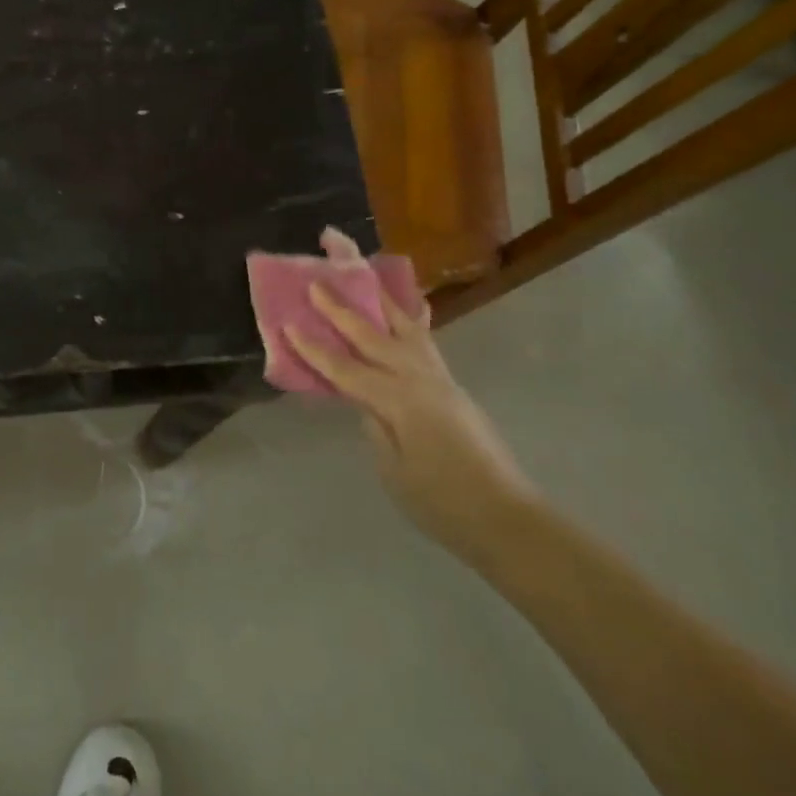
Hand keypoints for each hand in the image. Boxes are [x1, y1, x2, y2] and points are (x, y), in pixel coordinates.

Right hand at [287, 284, 535, 560]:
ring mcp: (440, 379)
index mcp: (399, 401)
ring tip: (364, 277)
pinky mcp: (451, 386)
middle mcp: (419, 378)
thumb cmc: (443, 503)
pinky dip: (413, 319)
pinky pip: (426, 341)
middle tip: (317, 283)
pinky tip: (412, 307)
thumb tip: (365, 401)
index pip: (346, 369)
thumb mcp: (394, 471)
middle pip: (373, 336)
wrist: (507, 518)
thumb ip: (376, 428)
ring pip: (405, 328)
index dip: (315, 350)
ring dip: (381, 302)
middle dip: (342, 310)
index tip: (288, 325)